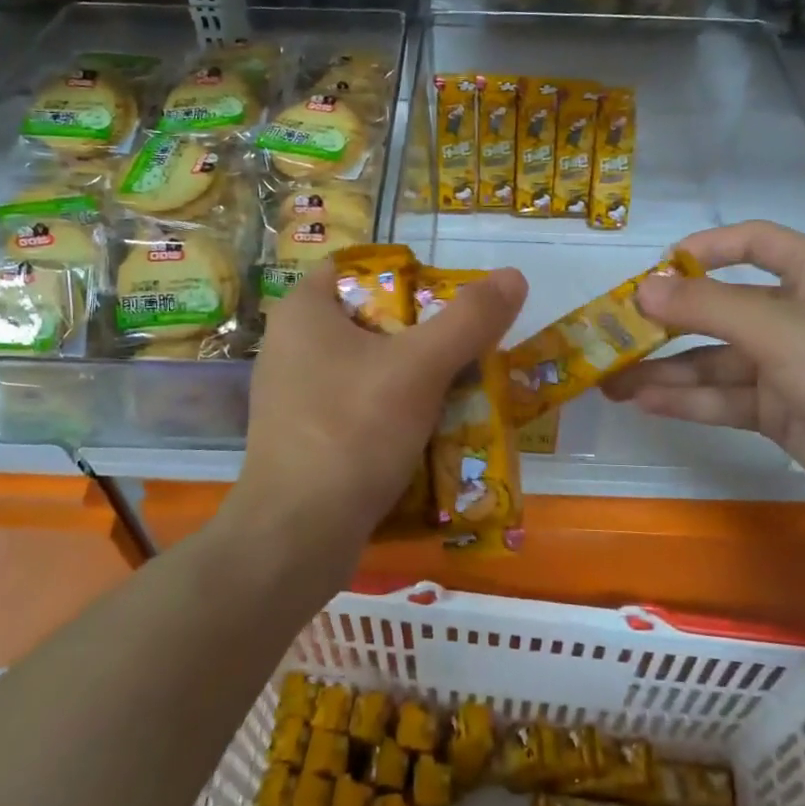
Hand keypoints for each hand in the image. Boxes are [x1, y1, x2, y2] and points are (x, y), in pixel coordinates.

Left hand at [229, 260, 526, 588]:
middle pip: (369, 320)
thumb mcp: (420, 368)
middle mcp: (290, 346)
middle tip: (466, 346)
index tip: (448, 301)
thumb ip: (469, 320)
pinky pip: (356, 407)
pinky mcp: (303, 437)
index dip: (407, 276)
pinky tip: (428, 430)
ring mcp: (293, 396)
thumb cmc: (353, 431)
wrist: (297, 536)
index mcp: (303, 312)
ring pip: (366, 368)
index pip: (357, 268)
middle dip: (420, 333)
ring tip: (459, 388)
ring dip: (411, 376)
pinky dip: (391, 412)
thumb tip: (514, 276)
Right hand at [602, 221, 804, 534]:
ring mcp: (785, 366)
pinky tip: (644, 404)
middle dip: (666, 322)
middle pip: (719, 308)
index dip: (704, 250)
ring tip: (610, 381)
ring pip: (712, 360)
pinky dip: (686, 400)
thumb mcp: (782, 332)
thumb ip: (708, 309)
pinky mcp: (778, 411)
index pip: (752, 243)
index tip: (655, 271)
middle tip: (612, 335)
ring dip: (664, 370)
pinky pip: (722, 397)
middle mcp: (795, 314)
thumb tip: (642, 289)